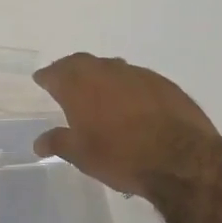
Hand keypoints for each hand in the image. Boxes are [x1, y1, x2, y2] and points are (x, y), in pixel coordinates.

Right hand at [32, 53, 221, 199]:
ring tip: (99, 94)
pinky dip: (127, 87)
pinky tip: (131, 104)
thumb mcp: (82, 156)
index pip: (55, 73)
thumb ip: (59, 143)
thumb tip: (39, 142)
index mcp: (80, 86)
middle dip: (71, 70)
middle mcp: (106, 72)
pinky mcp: (163, 83)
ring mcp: (137, 74)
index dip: (47, 77)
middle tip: (66, 82)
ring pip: (111, 68)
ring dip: (101, 76)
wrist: (182, 159)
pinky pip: (136, 78)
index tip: (41, 80)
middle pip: (82, 63)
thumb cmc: (121, 157)